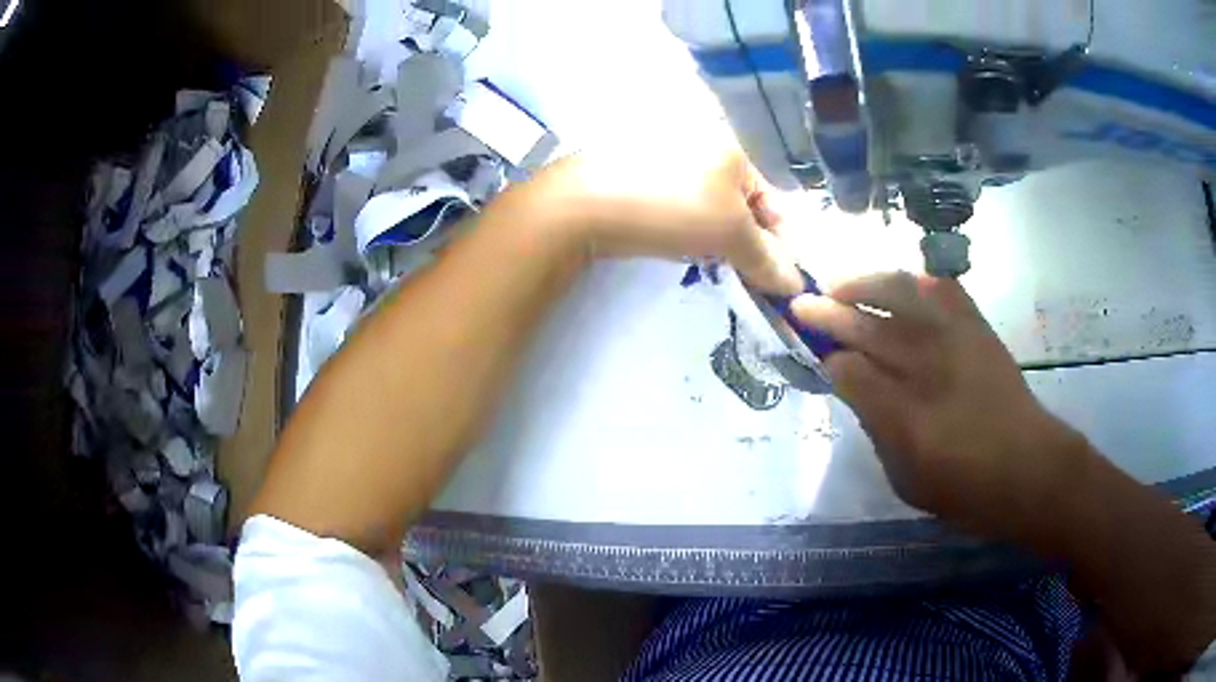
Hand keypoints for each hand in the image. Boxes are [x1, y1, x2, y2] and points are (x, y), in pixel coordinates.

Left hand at [525, 143, 803, 295]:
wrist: (584, 203)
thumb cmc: (671, 207)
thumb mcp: (730, 234)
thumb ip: (767, 258)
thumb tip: (795, 285)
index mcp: (732, 142)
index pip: (772, 197)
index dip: (776, 239)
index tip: (769, 273)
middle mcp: (703, 136)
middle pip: (740, 197)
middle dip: (744, 236)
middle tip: (736, 268)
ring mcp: (666, 147)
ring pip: (707, 197)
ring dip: (713, 230)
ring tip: (703, 255)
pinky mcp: (637, 163)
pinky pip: (676, 195)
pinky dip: (682, 219)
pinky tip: (672, 236)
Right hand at [792, 272, 1085, 536]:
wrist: (1028, 467)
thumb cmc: (964, 487)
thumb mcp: (906, 480)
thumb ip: (876, 430)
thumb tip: (852, 386)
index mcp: (904, 417)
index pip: (849, 371)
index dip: (826, 355)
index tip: (811, 348)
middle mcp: (927, 367)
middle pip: (867, 327)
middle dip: (829, 313)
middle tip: (802, 302)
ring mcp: (954, 339)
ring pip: (899, 294)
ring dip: (863, 283)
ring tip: (841, 282)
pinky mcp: (976, 327)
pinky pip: (941, 288)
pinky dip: (914, 280)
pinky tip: (900, 284)